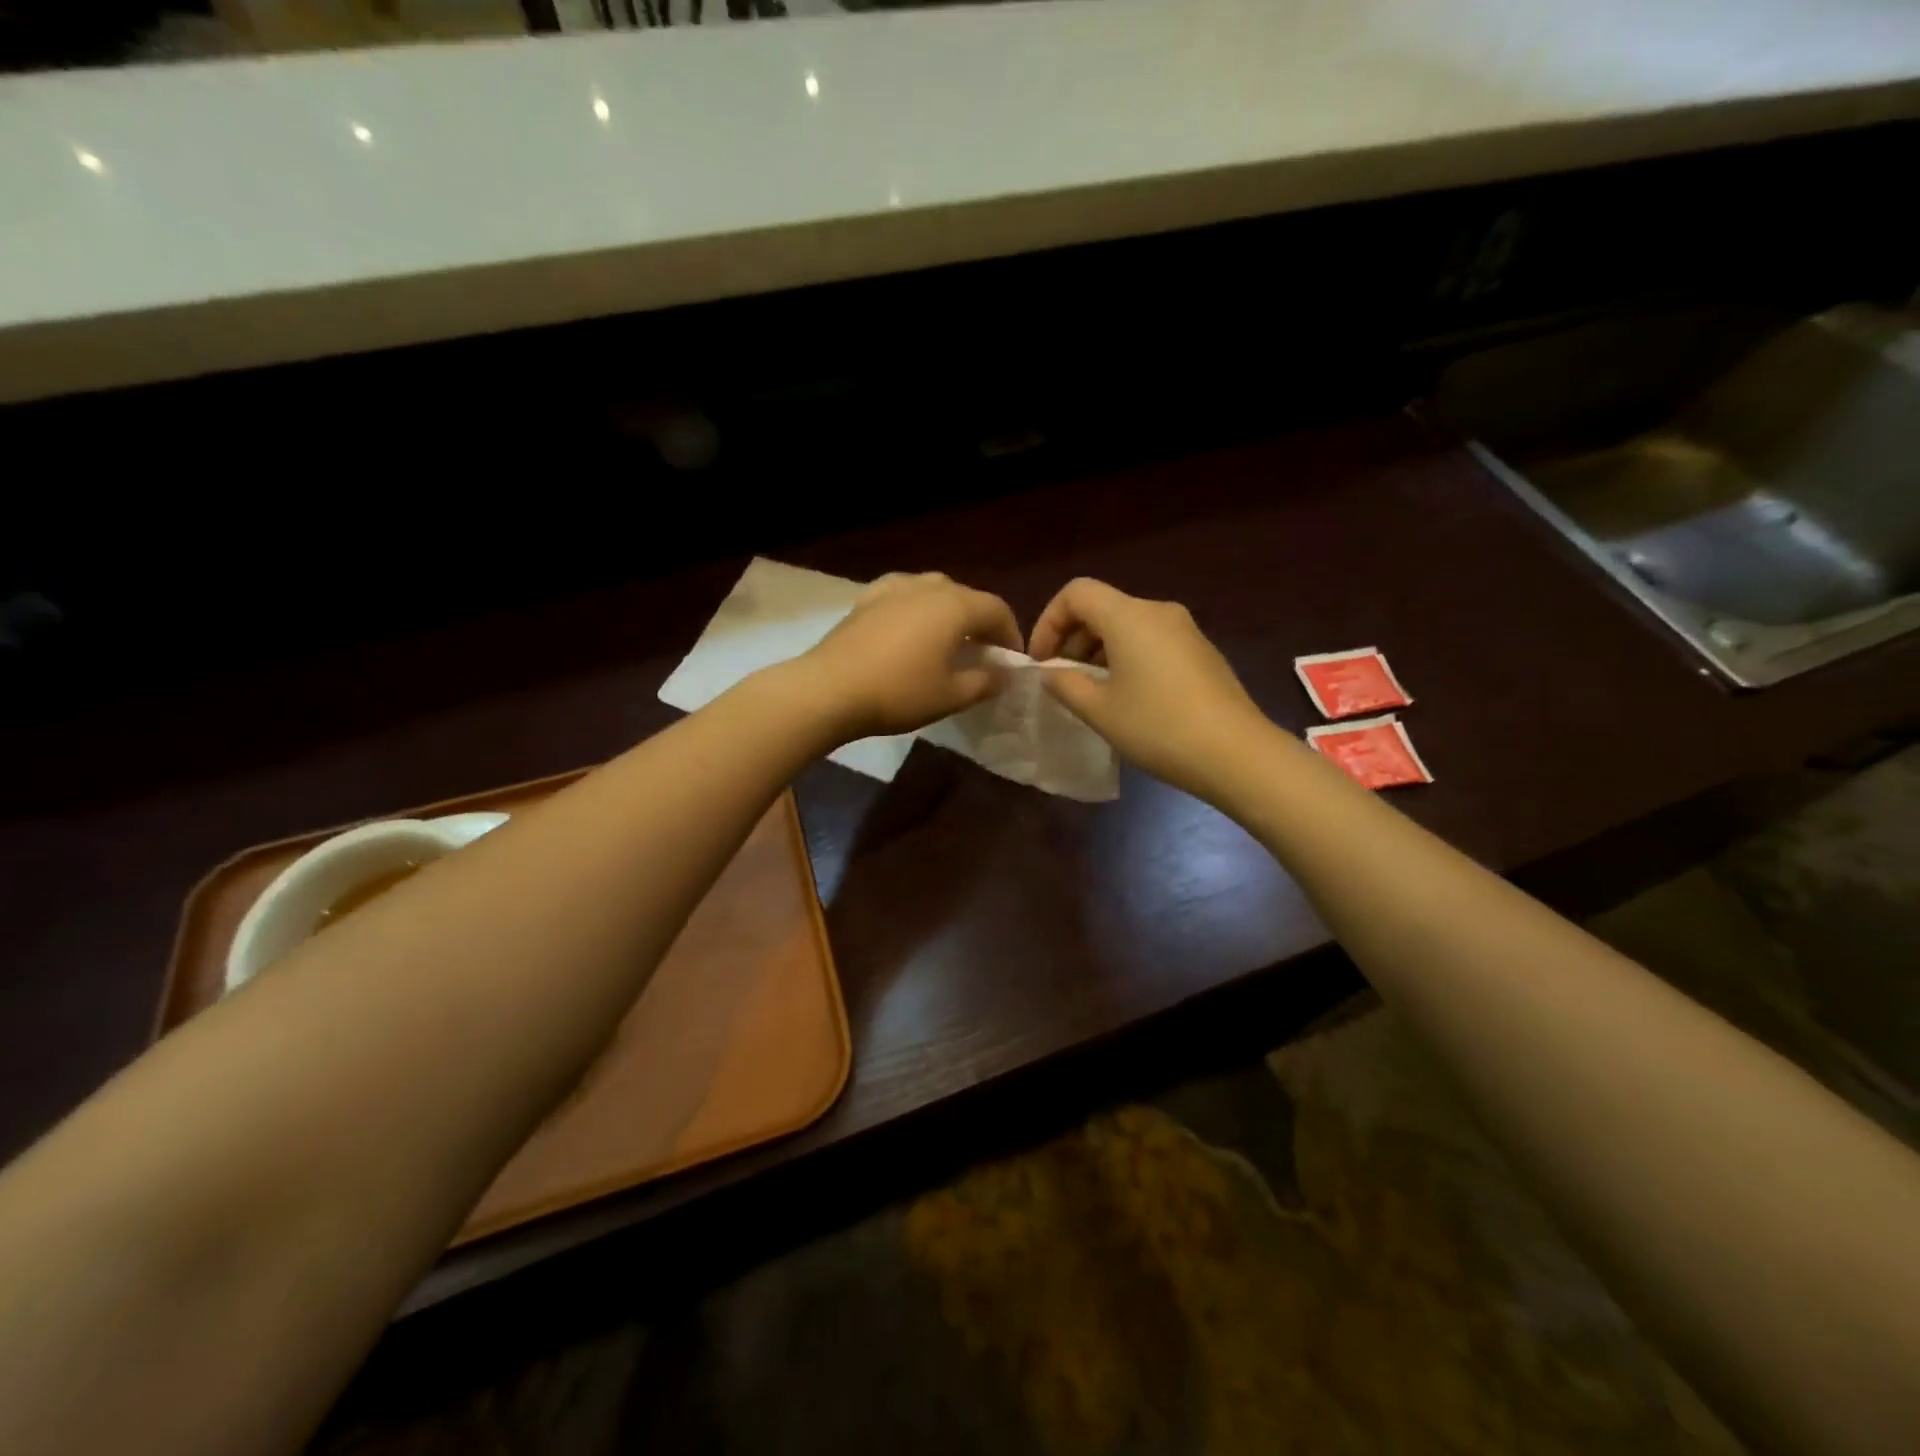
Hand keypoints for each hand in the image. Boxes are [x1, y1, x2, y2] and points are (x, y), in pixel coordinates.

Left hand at [796, 572, 1022, 740]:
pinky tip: (909, 628)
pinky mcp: (867, 598)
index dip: (1010, 635)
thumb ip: (984, 682)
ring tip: (946, 641)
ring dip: (948, 613)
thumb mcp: (951, 695)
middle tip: (982, 653)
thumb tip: (1002, 675)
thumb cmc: (899, 692)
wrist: (829, 689)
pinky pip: (904, 596)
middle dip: (980, 623)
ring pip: (934, 592)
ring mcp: (894, 588)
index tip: (1011, 661)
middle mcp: (928, 586)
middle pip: (967, 598)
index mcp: (955, 605)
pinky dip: (916, 609)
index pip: (997, 610)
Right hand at [1028, 577, 1273, 801]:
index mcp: (1129, 616)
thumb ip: (1065, 684)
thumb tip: (1051, 672)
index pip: (1076, 593)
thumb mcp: (1099, 710)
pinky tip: (1127, 698)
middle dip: (1072, 638)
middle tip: (1060, 679)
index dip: (1049, 621)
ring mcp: (1185, 630)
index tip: (1041, 661)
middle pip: (1102, 607)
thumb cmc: (1158, 727)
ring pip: (1127, 626)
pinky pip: (1151, 641)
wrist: (1237, 754)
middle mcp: (1159, 612)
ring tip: (1090, 692)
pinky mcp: (1201, 652)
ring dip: (1098, 651)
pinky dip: (1126, 658)